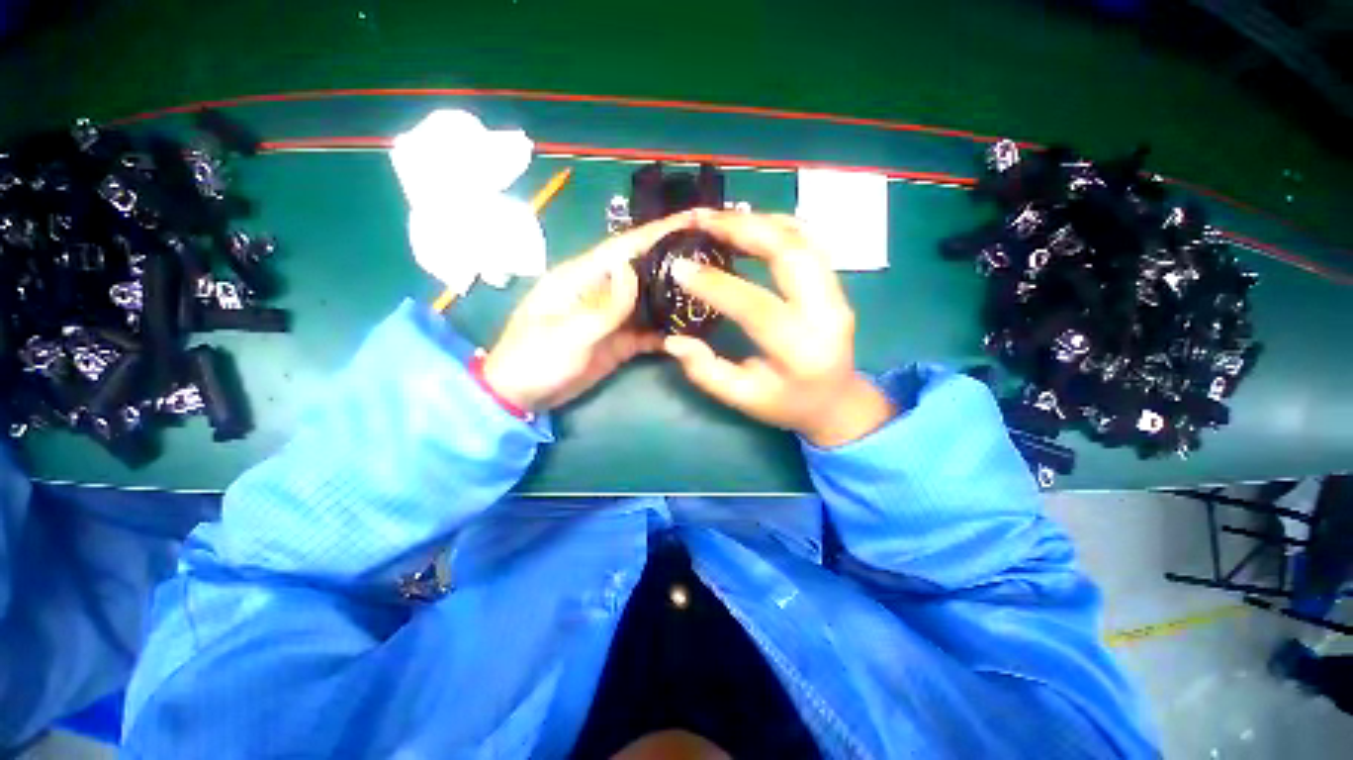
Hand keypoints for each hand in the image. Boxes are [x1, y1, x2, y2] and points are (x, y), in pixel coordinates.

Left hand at [481, 213, 695, 411]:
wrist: (523, 396)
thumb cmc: (535, 358)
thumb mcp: (568, 332)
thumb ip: (604, 304)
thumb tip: (631, 269)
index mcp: (582, 278)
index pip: (623, 247)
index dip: (656, 232)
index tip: (691, 220)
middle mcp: (601, 292)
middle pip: (642, 270)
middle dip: (674, 261)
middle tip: (712, 257)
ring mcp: (612, 318)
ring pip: (649, 301)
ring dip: (675, 298)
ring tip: (710, 292)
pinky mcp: (619, 342)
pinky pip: (648, 332)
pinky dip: (667, 333)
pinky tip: (690, 333)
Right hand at [663, 211, 895, 446]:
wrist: (836, 400)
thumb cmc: (787, 404)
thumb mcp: (743, 399)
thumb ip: (706, 373)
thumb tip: (673, 341)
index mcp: (801, 352)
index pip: (757, 307)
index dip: (716, 285)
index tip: (680, 267)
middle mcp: (827, 314)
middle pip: (790, 254)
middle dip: (742, 228)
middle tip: (701, 220)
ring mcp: (837, 293)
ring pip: (802, 239)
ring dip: (759, 221)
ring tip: (719, 217)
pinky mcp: (836, 284)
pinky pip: (810, 241)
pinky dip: (778, 225)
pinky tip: (750, 224)